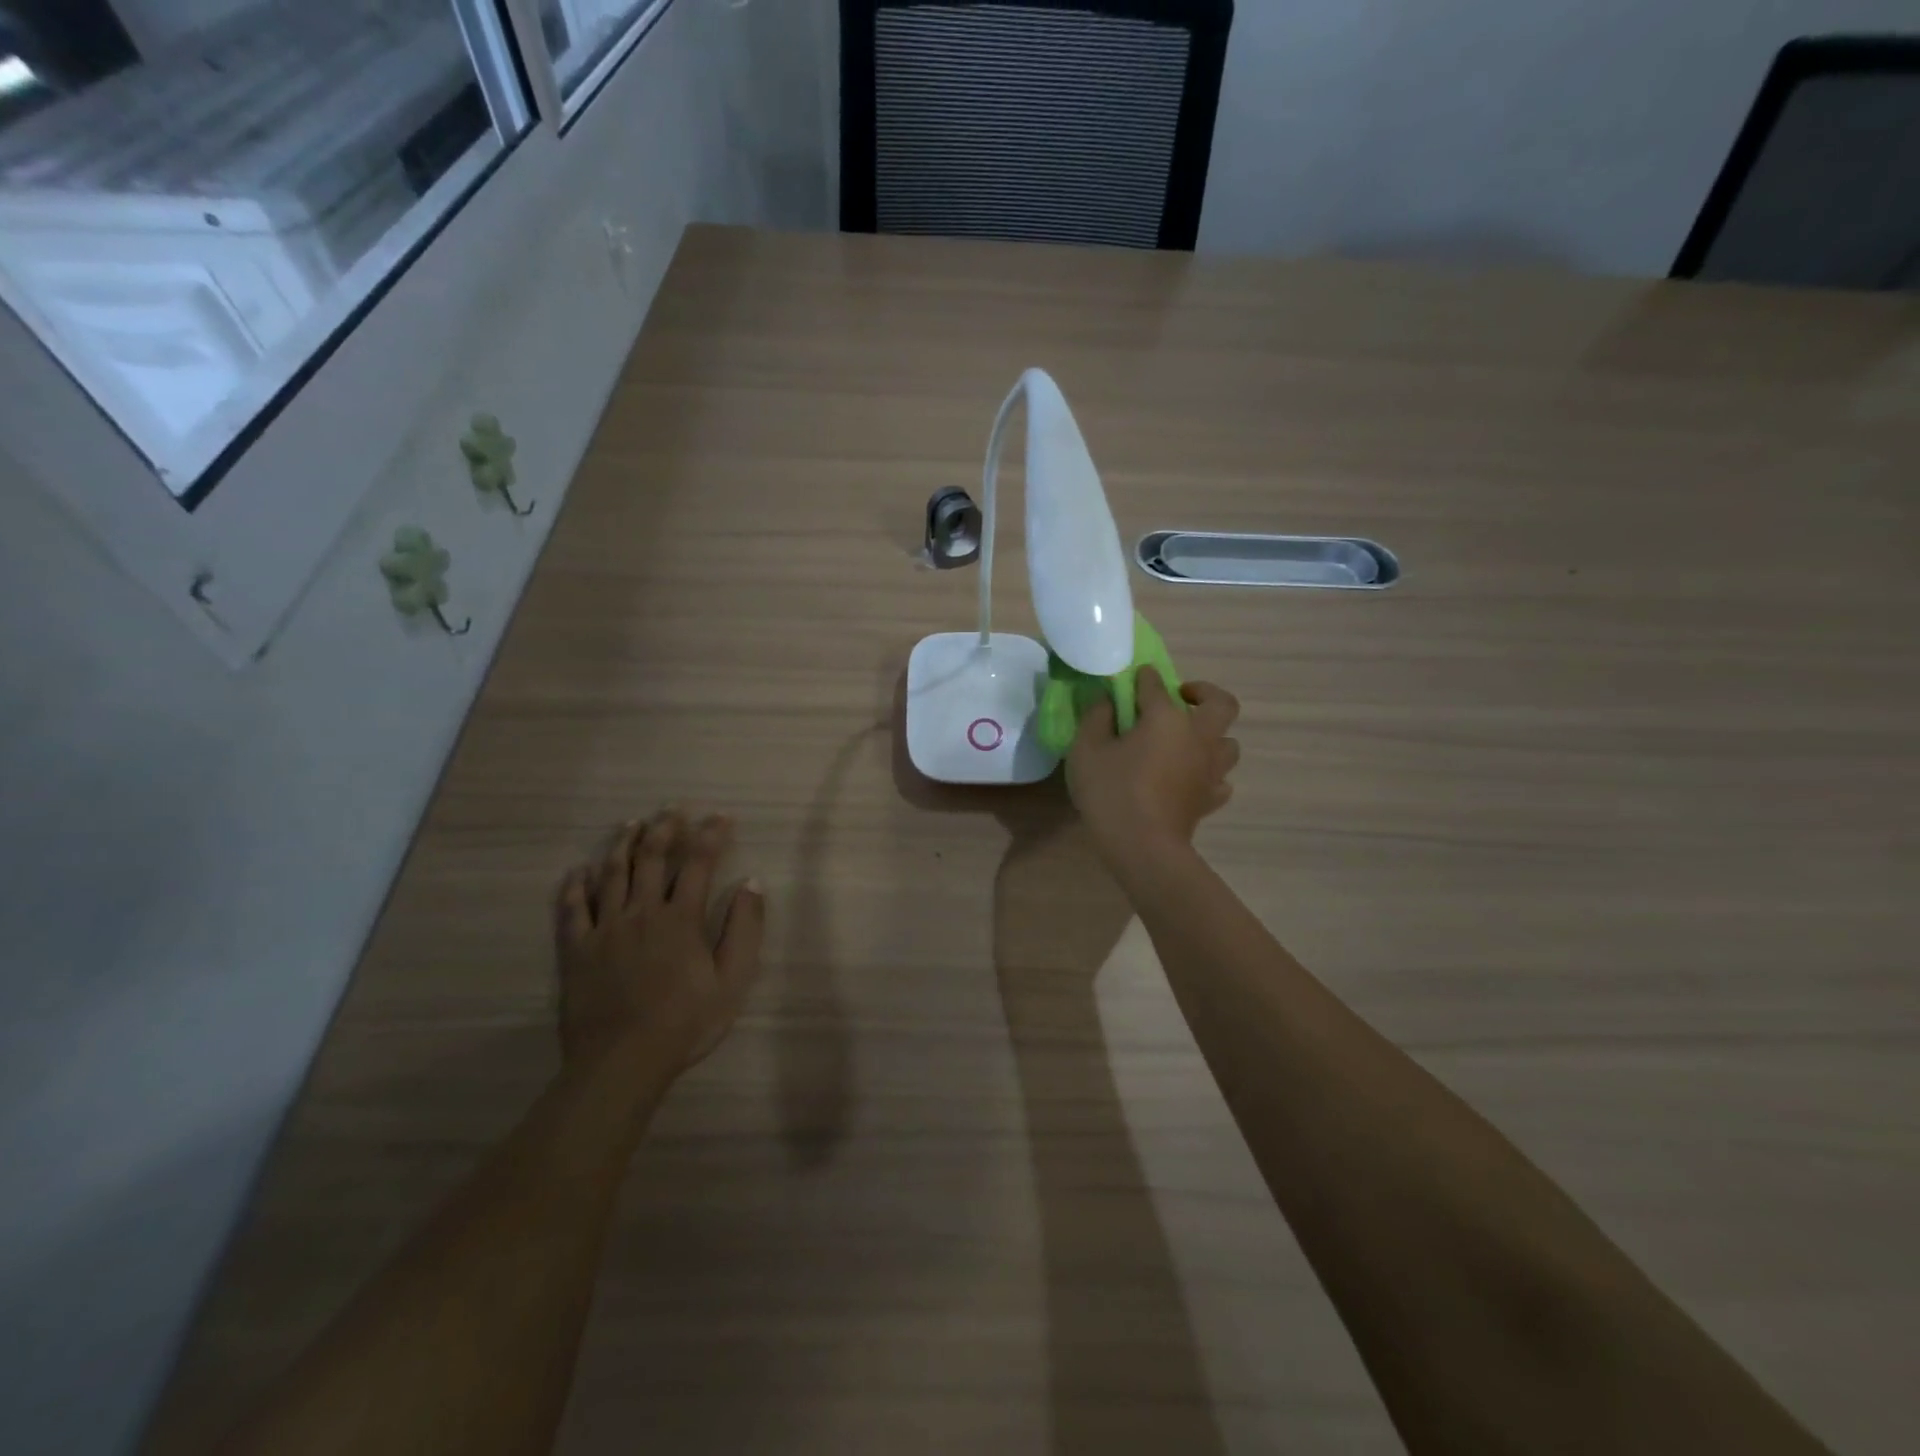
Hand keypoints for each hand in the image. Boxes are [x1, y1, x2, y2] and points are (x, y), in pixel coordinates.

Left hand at [553, 809, 765, 1074]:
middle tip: (672, 808)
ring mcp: (605, 929)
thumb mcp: (732, 980)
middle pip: (652, 858)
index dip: (711, 835)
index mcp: (681, 918)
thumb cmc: (685, 1022)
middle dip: (664, 828)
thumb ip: (744, 929)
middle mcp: (641, 912)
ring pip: (611, 875)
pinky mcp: (576, 950)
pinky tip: (578, 871)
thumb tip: (752, 883)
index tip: (721, 817)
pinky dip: (575, 885)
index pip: (699, 863)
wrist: (622, 1063)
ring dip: (623, 845)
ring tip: (631, 824)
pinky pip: (572, 909)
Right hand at [1066, 668, 1240, 865]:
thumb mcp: (1086, 749)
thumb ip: (1096, 718)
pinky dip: (1210, 773)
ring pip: (1228, 742)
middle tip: (1182, 697)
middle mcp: (1197, 736)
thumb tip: (1107, 701)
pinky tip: (1192, 777)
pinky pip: (1220, 779)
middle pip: (1221, 703)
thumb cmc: (1111, 792)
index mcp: (1166, 718)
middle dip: (1204, 692)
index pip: (1156, 684)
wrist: (1143, 847)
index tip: (1133, 678)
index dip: (1143, 678)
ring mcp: (1210, 769)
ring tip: (1188, 741)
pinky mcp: (1211, 798)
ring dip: (1212, 735)